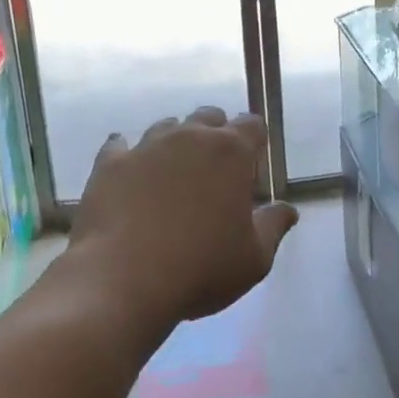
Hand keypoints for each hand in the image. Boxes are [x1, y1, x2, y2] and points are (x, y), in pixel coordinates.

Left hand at [67, 107, 297, 333]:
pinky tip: (129, 172)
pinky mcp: (110, 163)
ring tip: (172, 176)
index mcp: (231, 152)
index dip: (255, 142)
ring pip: (167, 127)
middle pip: (209, 117)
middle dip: (216, 135)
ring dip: (175, 143)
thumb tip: (288, 210)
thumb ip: (273, 227)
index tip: (252, 168)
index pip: (252, 125)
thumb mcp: (254, 259)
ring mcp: (146, 146)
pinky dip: (128, 154)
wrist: (122, 280)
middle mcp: (190, 137)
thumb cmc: (200, 268)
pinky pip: (120, 146)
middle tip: (214, 172)